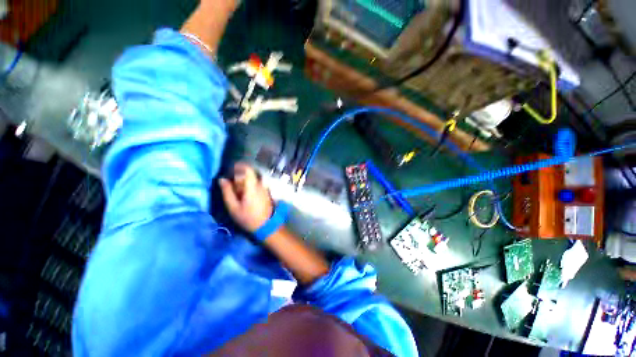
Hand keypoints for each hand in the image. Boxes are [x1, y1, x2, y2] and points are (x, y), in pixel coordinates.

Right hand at [219, 163, 272, 232]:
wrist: (266, 226)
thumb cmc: (248, 217)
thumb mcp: (233, 207)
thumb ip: (227, 192)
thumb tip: (222, 179)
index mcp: (252, 186)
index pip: (248, 170)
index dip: (240, 166)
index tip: (231, 168)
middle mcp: (261, 185)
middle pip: (250, 175)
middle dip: (240, 176)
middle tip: (232, 184)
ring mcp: (265, 189)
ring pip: (254, 180)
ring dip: (245, 182)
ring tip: (238, 192)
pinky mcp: (267, 193)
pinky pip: (258, 185)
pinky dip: (250, 186)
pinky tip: (245, 196)